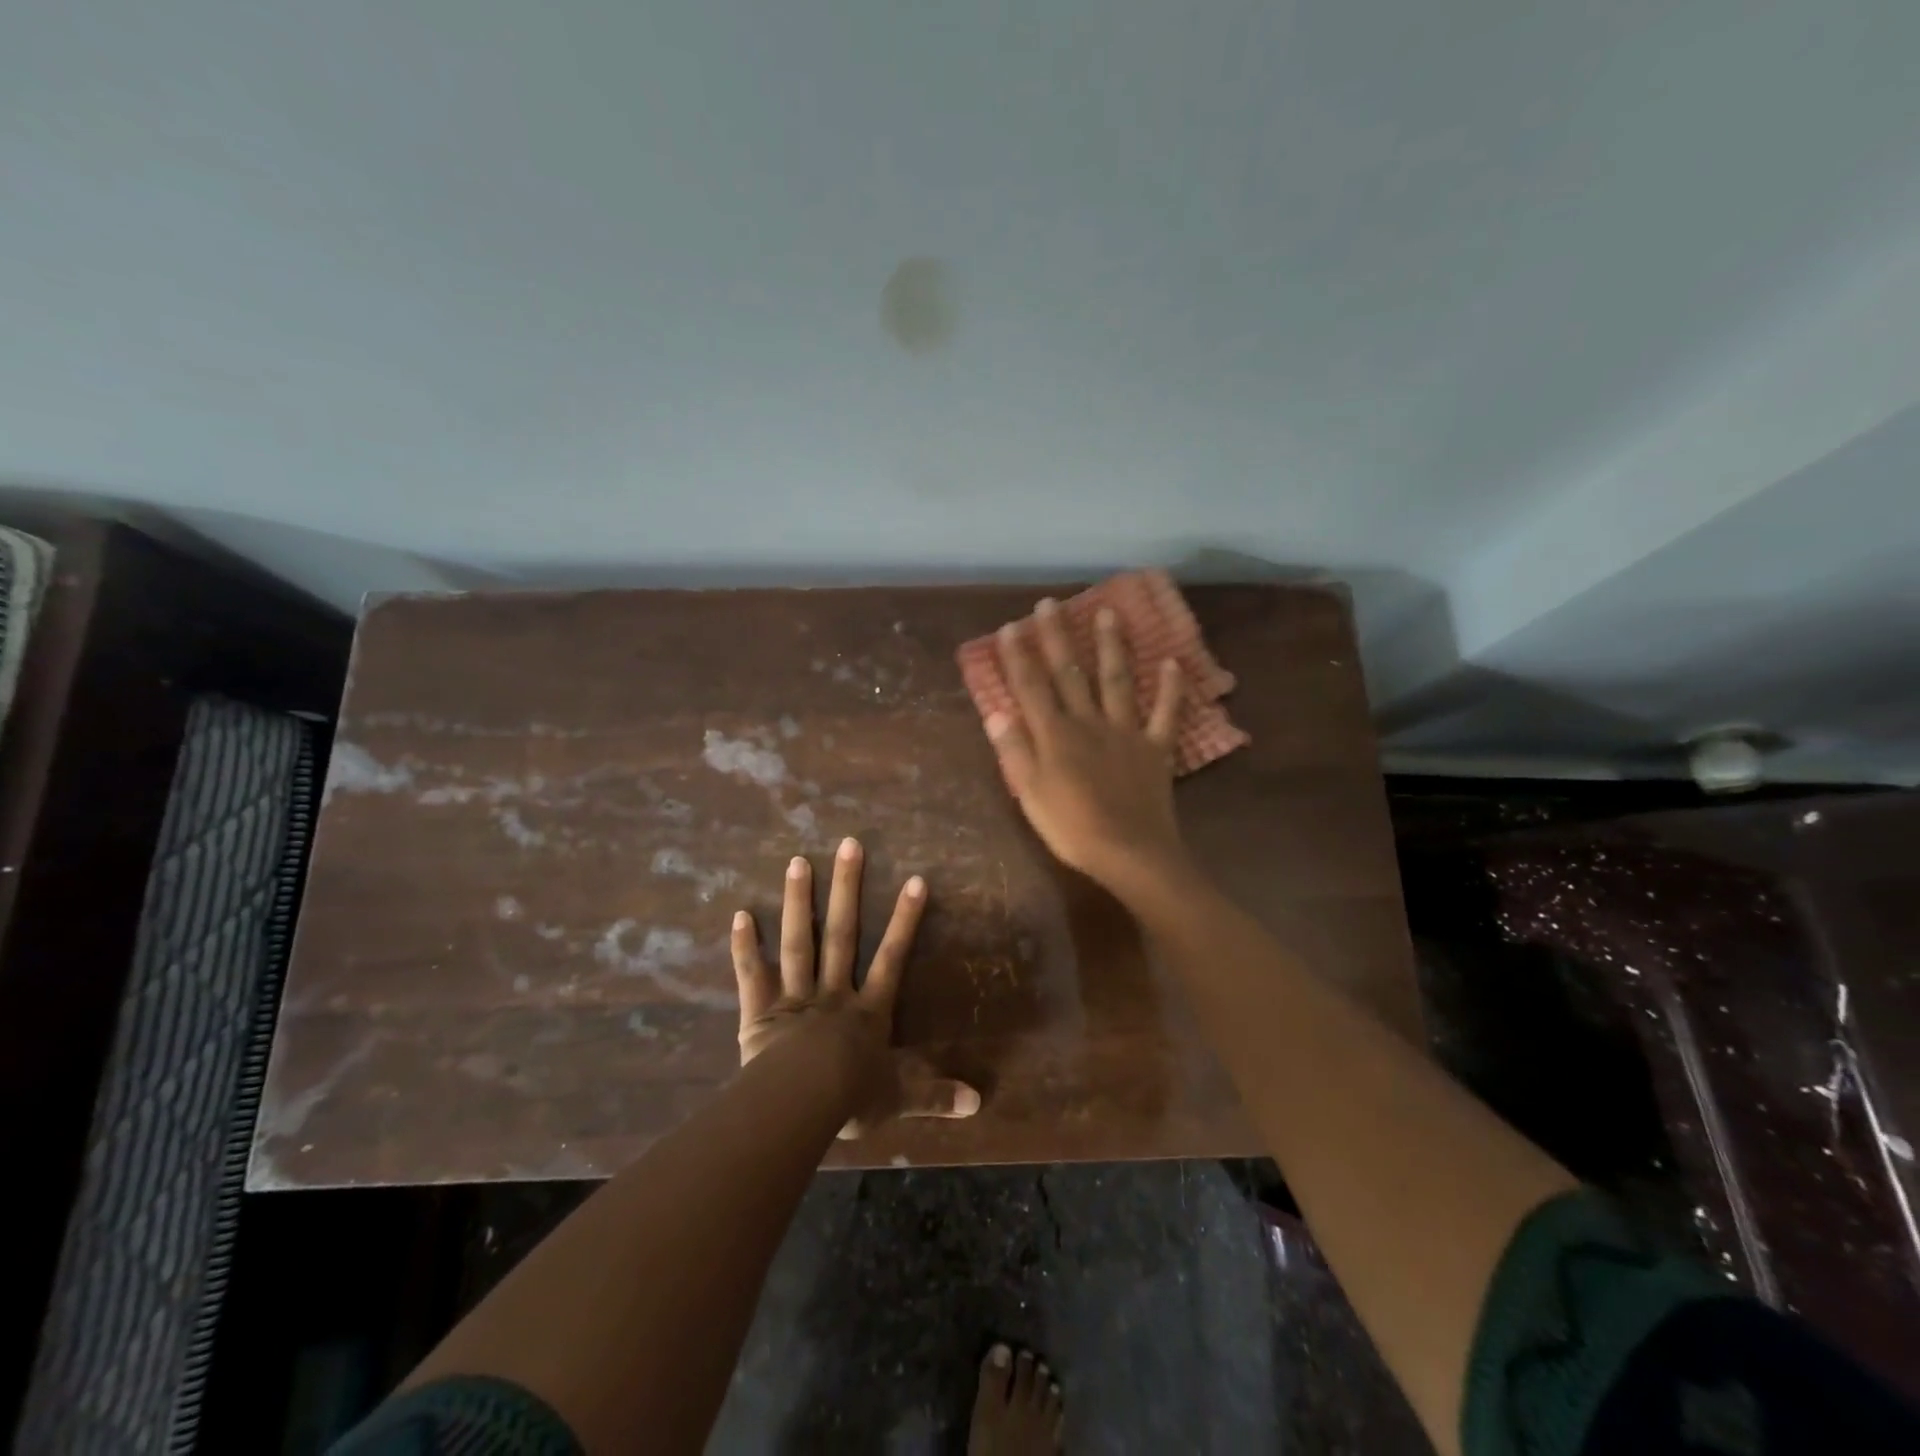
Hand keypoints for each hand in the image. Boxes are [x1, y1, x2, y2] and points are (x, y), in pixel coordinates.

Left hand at [733, 838, 980, 1138]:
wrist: (800, 1105)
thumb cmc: (850, 1099)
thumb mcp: (899, 1097)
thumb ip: (936, 1096)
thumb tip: (979, 1104)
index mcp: (867, 1011)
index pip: (892, 957)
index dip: (904, 920)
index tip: (915, 880)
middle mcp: (833, 993)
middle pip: (842, 933)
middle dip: (847, 889)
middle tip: (849, 845)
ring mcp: (794, 997)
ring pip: (798, 941)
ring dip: (799, 901)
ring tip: (798, 861)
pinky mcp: (759, 1011)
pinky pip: (752, 974)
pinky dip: (745, 946)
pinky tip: (740, 914)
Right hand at [985, 597, 1193, 897]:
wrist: (1130, 853)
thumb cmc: (1072, 828)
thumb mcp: (1030, 794)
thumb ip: (1014, 750)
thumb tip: (996, 711)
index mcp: (1055, 735)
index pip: (1032, 688)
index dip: (1018, 657)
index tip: (1009, 627)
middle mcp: (1089, 722)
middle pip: (1070, 674)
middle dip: (1057, 638)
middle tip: (1050, 604)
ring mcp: (1126, 732)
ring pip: (1117, 681)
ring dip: (1111, 646)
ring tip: (1108, 613)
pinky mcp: (1156, 748)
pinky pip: (1166, 714)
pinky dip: (1171, 689)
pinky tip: (1172, 663)